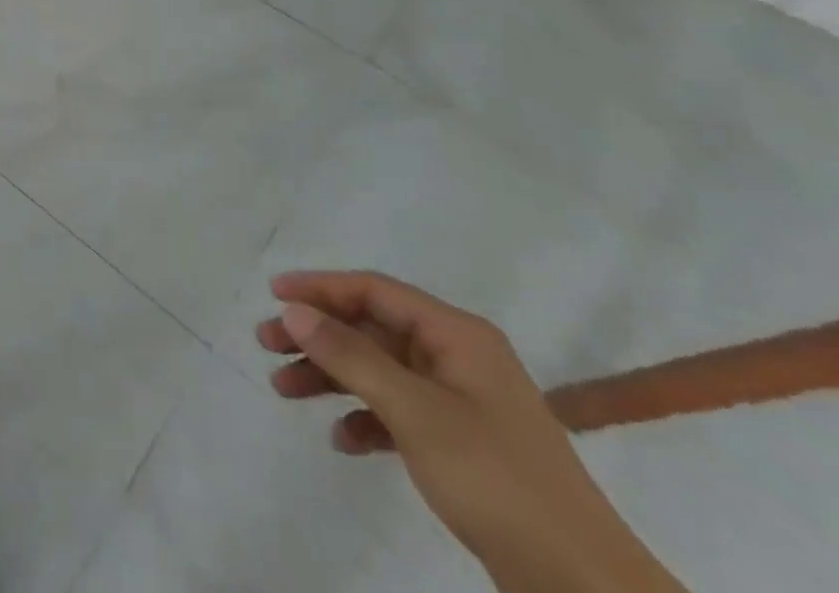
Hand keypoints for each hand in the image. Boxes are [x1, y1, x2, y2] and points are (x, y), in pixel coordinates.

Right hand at [259, 271, 685, 592]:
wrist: (585, 588)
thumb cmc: (496, 478)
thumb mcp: (414, 410)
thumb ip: (349, 354)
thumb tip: (293, 310)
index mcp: (457, 335)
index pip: (374, 290)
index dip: (320, 287)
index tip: (273, 294)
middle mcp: (458, 358)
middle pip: (370, 328)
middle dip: (317, 335)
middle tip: (266, 343)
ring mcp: (461, 402)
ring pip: (377, 370)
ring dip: (330, 376)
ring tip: (283, 389)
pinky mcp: (462, 445)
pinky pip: (397, 412)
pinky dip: (364, 419)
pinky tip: (341, 439)